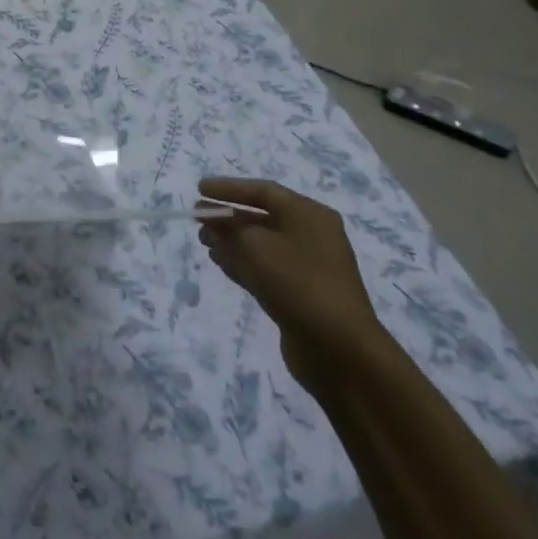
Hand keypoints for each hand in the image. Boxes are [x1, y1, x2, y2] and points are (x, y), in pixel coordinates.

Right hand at [197, 178, 386, 390]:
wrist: (339, 350)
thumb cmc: (298, 283)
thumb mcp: (256, 247)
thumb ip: (228, 228)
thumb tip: (210, 218)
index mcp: (309, 215)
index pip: (264, 191)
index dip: (229, 188)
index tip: (199, 189)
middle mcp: (311, 236)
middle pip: (262, 217)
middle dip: (228, 216)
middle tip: (197, 218)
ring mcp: (307, 267)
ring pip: (261, 244)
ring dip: (231, 241)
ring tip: (203, 241)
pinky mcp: (300, 293)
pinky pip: (265, 267)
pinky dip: (242, 262)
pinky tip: (219, 262)